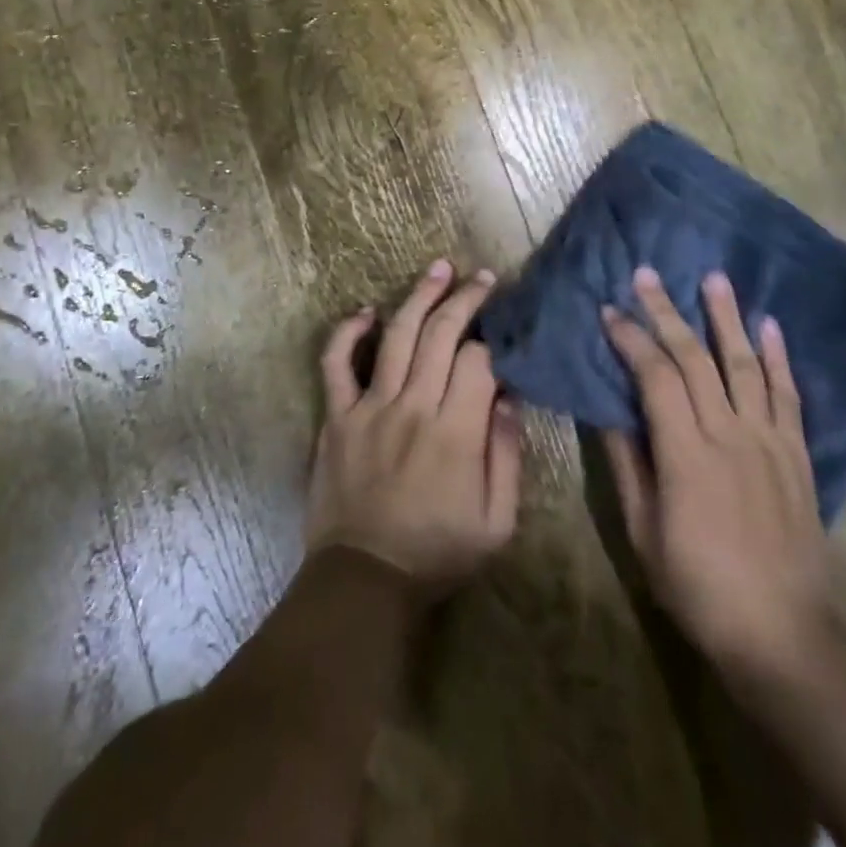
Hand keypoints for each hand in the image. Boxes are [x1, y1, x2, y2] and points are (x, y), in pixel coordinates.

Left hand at [306, 260, 522, 594]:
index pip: (478, 362)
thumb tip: (509, 398)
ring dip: (419, 296)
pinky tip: (365, 311)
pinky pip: (336, 363)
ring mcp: (370, 406)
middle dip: (465, 299)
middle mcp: (413, 407)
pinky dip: (347, 333)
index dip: (495, 339)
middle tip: (482, 277)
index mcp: (455, 432)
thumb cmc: (437, 552)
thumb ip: (507, 456)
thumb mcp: (497, 522)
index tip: (505, 327)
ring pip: (397, 335)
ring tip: (438, 268)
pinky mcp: (337, 416)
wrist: (365, 579)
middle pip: (441, 334)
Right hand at [600, 267, 828, 676]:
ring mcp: (769, 441)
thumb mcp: (644, 531)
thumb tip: (608, 412)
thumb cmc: (698, 586)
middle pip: (695, 359)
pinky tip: (769, 326)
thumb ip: (628, 465)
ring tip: (714, 277)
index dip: (631, 339)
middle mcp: (729, 435)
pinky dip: (779, 358)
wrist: (782, 633)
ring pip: (744, 365)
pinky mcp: (797, 455)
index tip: (609, 311)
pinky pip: (788, 396)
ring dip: (726, 318)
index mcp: (685, 454)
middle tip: (648, 274)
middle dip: (667, 312)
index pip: (655, 377)